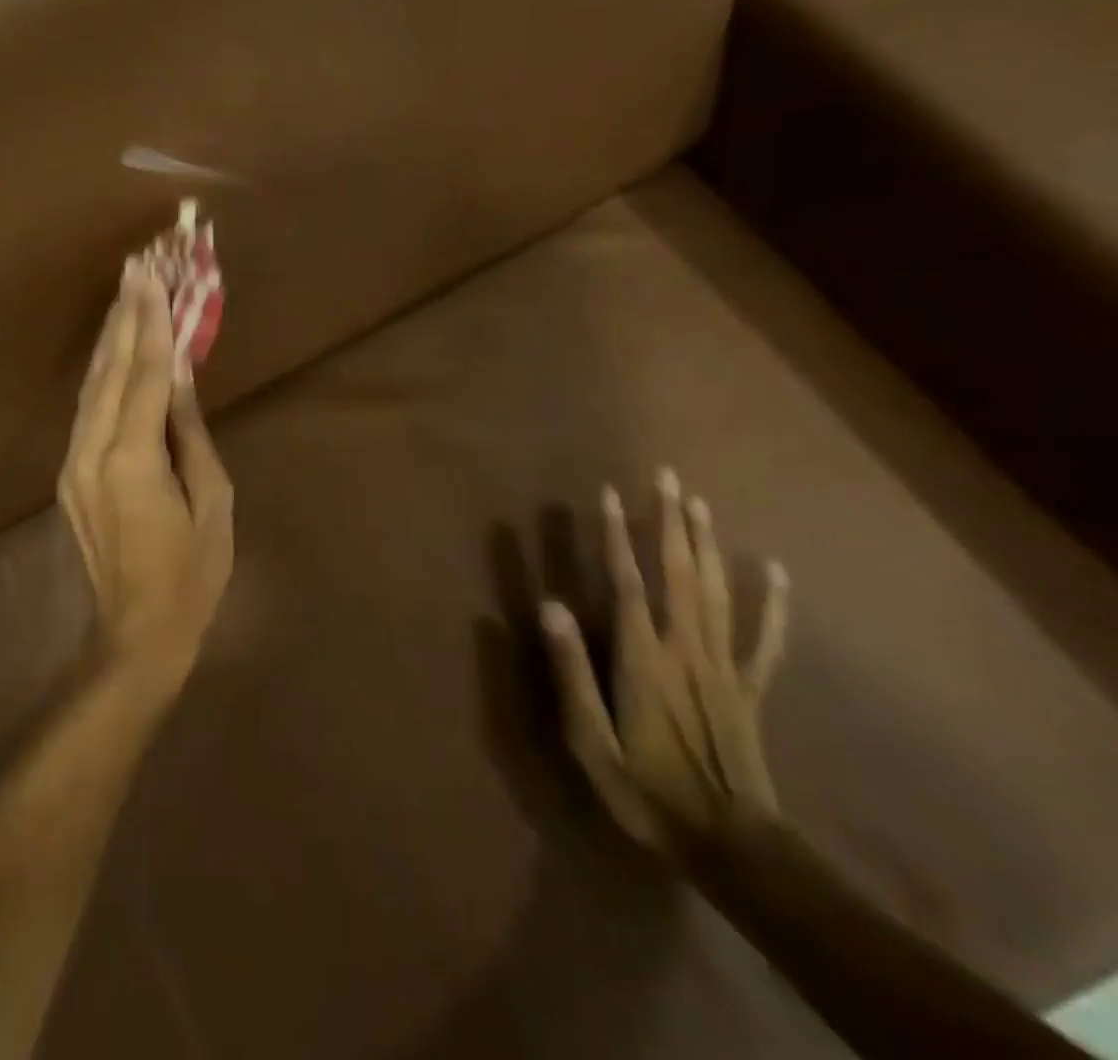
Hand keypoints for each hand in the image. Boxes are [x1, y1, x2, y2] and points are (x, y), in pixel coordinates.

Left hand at [58, 259, 234, 690]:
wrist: (137, 632)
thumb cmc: (192, 573)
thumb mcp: (211, 500)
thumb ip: (190, 432)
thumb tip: (182, 376)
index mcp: (134, 458)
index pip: (147, 373)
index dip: (152, 321)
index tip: (153, 275)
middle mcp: (94, 450)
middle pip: (112, 368)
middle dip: (126, 313)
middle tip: (136, 265)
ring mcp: (74, 462)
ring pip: (92, 384)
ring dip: (111, 336)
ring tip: (125, 291)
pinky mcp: (70, 474)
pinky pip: (87, 409)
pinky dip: (103, 372)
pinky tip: (113, 348)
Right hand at [541, 470, 789, 853]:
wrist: (732, 848)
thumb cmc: (647, 791)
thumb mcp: (590, 739)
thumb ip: (572, 671)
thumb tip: (550, 605)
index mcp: (645, 659)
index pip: (628, 582)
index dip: (616, 535)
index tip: (608, 493)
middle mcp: (687, 649)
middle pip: (679, 573)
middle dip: (670, 521)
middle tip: (666, 476)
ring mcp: (724, 666)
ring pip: (717, 591)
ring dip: (707, 543)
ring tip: (698, 502)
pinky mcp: (750, 688)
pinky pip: (766, 638)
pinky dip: (773, 602)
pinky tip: (773, 569)